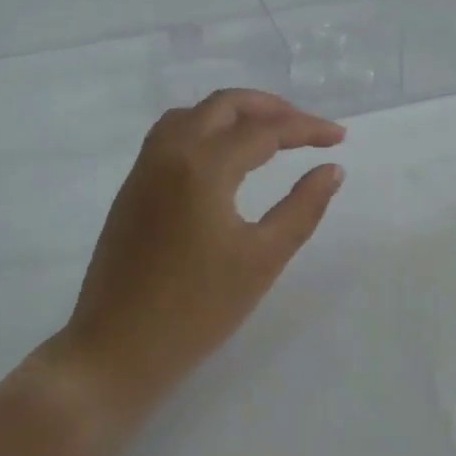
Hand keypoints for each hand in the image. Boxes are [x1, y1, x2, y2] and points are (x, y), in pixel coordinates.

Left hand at [40, 90, 345, 422]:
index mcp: (203, 166)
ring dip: (234, 113)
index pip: (265, 130)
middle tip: (307, 128)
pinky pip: (171, 134)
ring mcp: (144, 168)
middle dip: (271, 108)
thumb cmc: (197, 309)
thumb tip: (331, 169)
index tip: (339, 138)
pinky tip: (224, 156)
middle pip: (224, 105)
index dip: (307, 129)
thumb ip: (303, 207)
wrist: (115, 350)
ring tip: (269, 134)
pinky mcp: (132, 188)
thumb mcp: (262, 259)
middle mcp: (169, 153)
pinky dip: (206, 128)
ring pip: (193, 114)